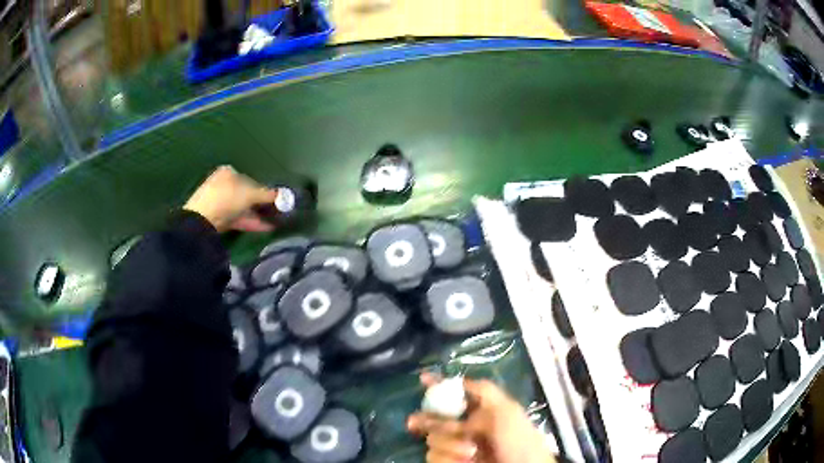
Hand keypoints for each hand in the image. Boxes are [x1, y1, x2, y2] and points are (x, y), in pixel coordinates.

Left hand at [184, 166, 277, 232]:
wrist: (202, 220)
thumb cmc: (227, 198)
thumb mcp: (251, 194)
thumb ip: (268, 195)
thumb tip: (286, 195)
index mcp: (228, 172)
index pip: (250, 179)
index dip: (263, 189)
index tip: (274, 200)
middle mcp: (222, 184)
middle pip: (246, 194)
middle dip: (260, 204)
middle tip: (276, 212)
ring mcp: (219, 202)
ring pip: (242, 208)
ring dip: (258, 215)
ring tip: (275, 222)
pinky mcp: (218, 218)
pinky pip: (238, 218)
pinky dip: (251, 222)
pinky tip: (266, 228)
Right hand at [408, 373, 555, 462]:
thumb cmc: (518, 440)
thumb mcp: (507, 410)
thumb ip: (483, 391)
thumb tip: (457, 382)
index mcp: (482, 411)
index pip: (456, 393)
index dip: (439, 385)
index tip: (423, 379)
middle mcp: (467, 428)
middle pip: (436, 417)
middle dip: (427, 419)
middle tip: (414, 422)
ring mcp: (458, 447)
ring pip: (433, 439)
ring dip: (449, 444)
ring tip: (471, 451)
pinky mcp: (452, 462)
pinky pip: (434, 457)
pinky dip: (448, 458)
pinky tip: (465, 461)